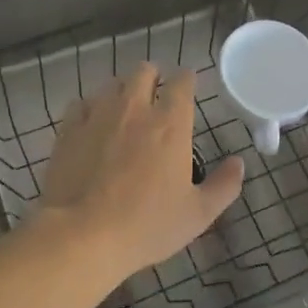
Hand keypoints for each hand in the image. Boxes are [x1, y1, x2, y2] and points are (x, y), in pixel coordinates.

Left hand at [39, 63, 245, 278]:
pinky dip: (92, 107)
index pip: (182, 83)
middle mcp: (135, 109)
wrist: (83, 235)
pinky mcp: (69, 130)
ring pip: (112, 84)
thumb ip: (224, 185)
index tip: (188, 85)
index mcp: (171, 124)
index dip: (187, 79)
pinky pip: (82, 103)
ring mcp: (98, 116)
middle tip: (156, 93)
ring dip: (123, 90)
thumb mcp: (198, 214)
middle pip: (144, 72)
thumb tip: (239, 162)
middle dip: (153, 76)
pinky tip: (93, 123)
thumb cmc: (147, 225)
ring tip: (125, 107)